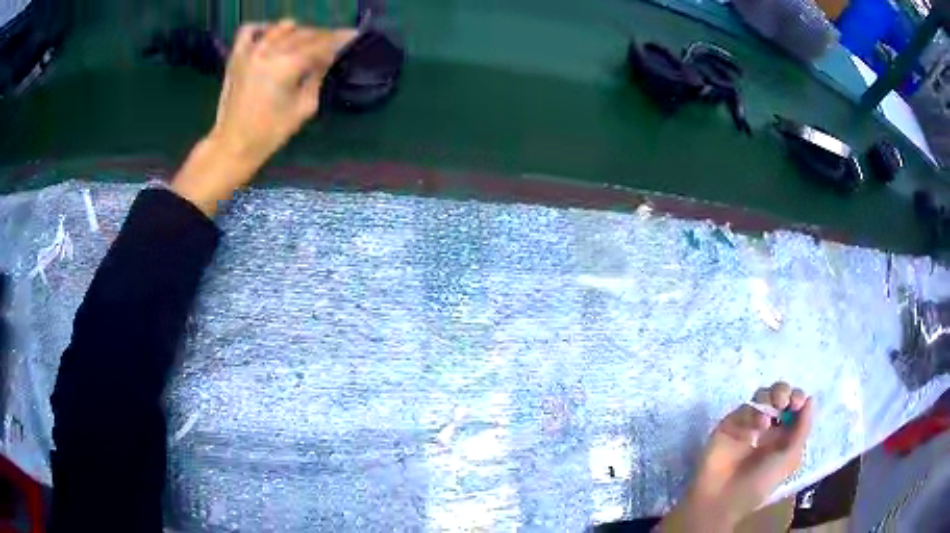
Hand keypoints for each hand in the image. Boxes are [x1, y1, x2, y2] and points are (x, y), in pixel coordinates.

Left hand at [171, 21, 356, 214]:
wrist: (233, 145)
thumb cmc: (270, 133)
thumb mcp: (304, 108)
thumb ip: (317, 77)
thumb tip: (327, 58)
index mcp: (288, 66)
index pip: (321, 44)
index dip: (339, 39)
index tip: (353, 36)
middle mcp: (269, 52)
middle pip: (304, 33)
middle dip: (322, 36)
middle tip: (332, 43)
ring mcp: (250, 52)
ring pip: (282, 28)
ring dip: (298, 32)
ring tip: (304, 42)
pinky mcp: (236, 57)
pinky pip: (250, 30)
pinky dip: (263, 28)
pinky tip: (271, 36)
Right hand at [661, 382, 814, 531]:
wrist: (722, 499)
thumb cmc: (759, 484)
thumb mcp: (788, 460)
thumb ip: (802, 430)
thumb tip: (811, 400)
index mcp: (784, 436)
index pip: (794, 408)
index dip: (798, 399)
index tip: (798, 402)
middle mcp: (768, 427)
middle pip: (779, 395)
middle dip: (784, 392)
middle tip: (783, 402)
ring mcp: (748, 425)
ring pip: (761, 396)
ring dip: (768, 398)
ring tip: (771, 410)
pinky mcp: (729, 425)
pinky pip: (743, 410)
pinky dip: (750, 416)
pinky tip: (751, 434)